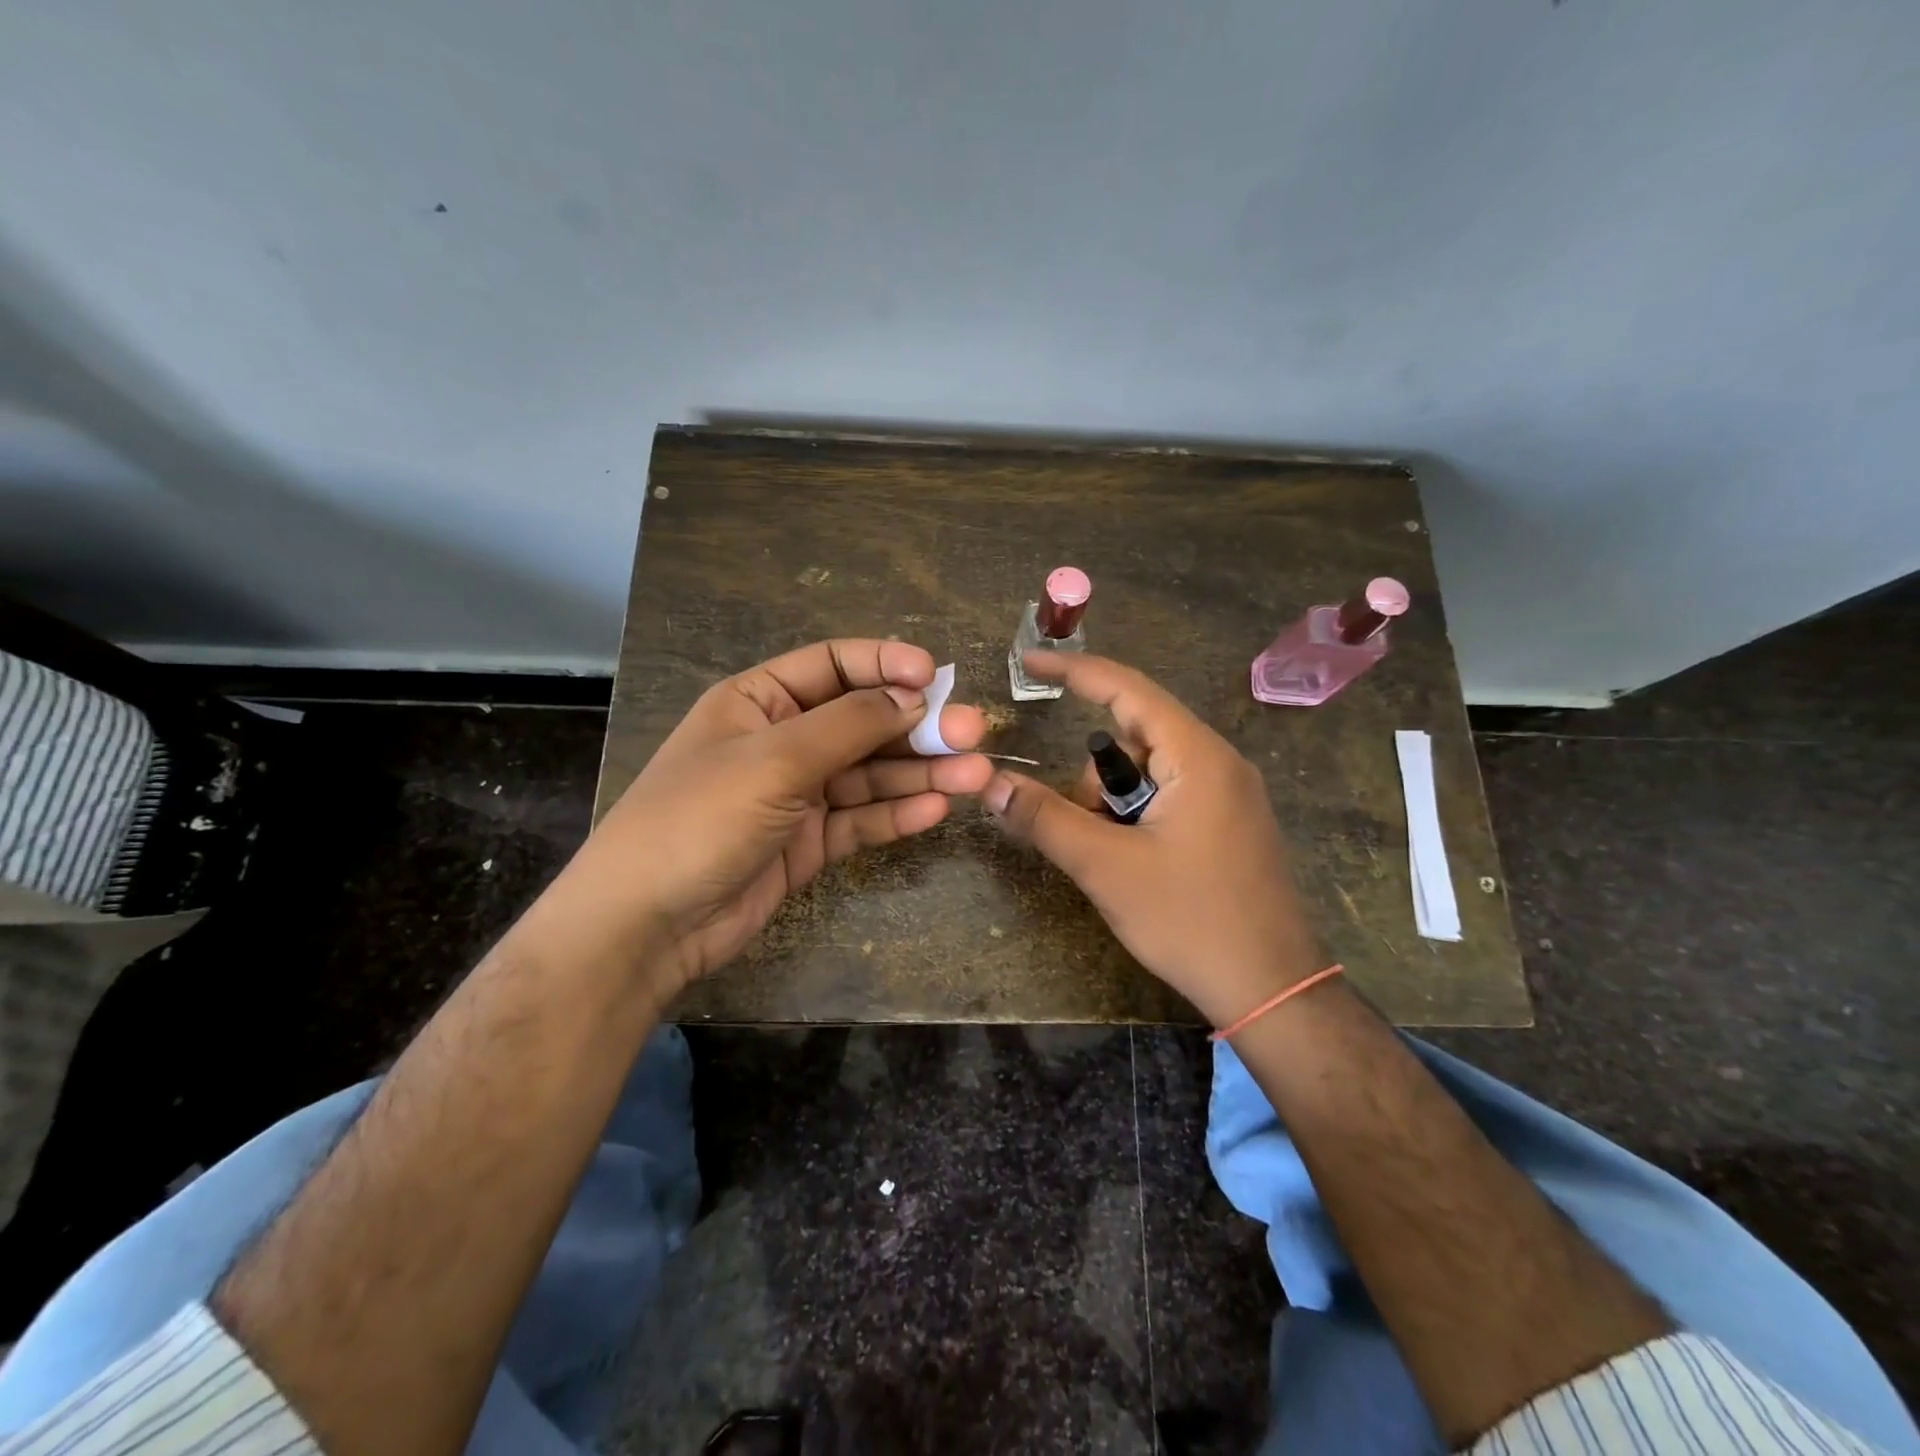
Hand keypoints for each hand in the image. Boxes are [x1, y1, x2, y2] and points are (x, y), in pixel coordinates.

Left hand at [543, 640, 991, 998]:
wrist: (647, 926)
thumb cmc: (699, 818)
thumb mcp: (775, 759)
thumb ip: (849, 725)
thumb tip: (913, 696)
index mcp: (759, 701)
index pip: (833, 665)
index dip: (886, 664)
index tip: (935, 676)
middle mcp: (782, 741)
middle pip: (862, 721)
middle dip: (917, 725)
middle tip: (973, 733)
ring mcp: (797, 794)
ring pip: (870, 774)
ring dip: (920, 772)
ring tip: (974, 775)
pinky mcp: (809, 842)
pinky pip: (861, 820)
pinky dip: (896, 814)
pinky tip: (936, 810)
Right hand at [981, 651, 1321, 1026]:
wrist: (1273, 990)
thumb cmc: (1190, 920)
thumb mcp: (1106, 867)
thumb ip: (1045, 819)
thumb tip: (992, 783)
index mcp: (1198, 756)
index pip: (1127, 689)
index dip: (1074, 670)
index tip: (1028, 664)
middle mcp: (1220, 762)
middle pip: (1134, 738)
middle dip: (1096, 779)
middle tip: (1088, 833)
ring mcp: (1231, 794)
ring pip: (1149, 772)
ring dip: (1116, 804)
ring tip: (1119, 860)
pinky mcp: (1231, 823)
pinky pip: (1171, 795)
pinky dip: (1140, 816)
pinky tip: (1140, 863)